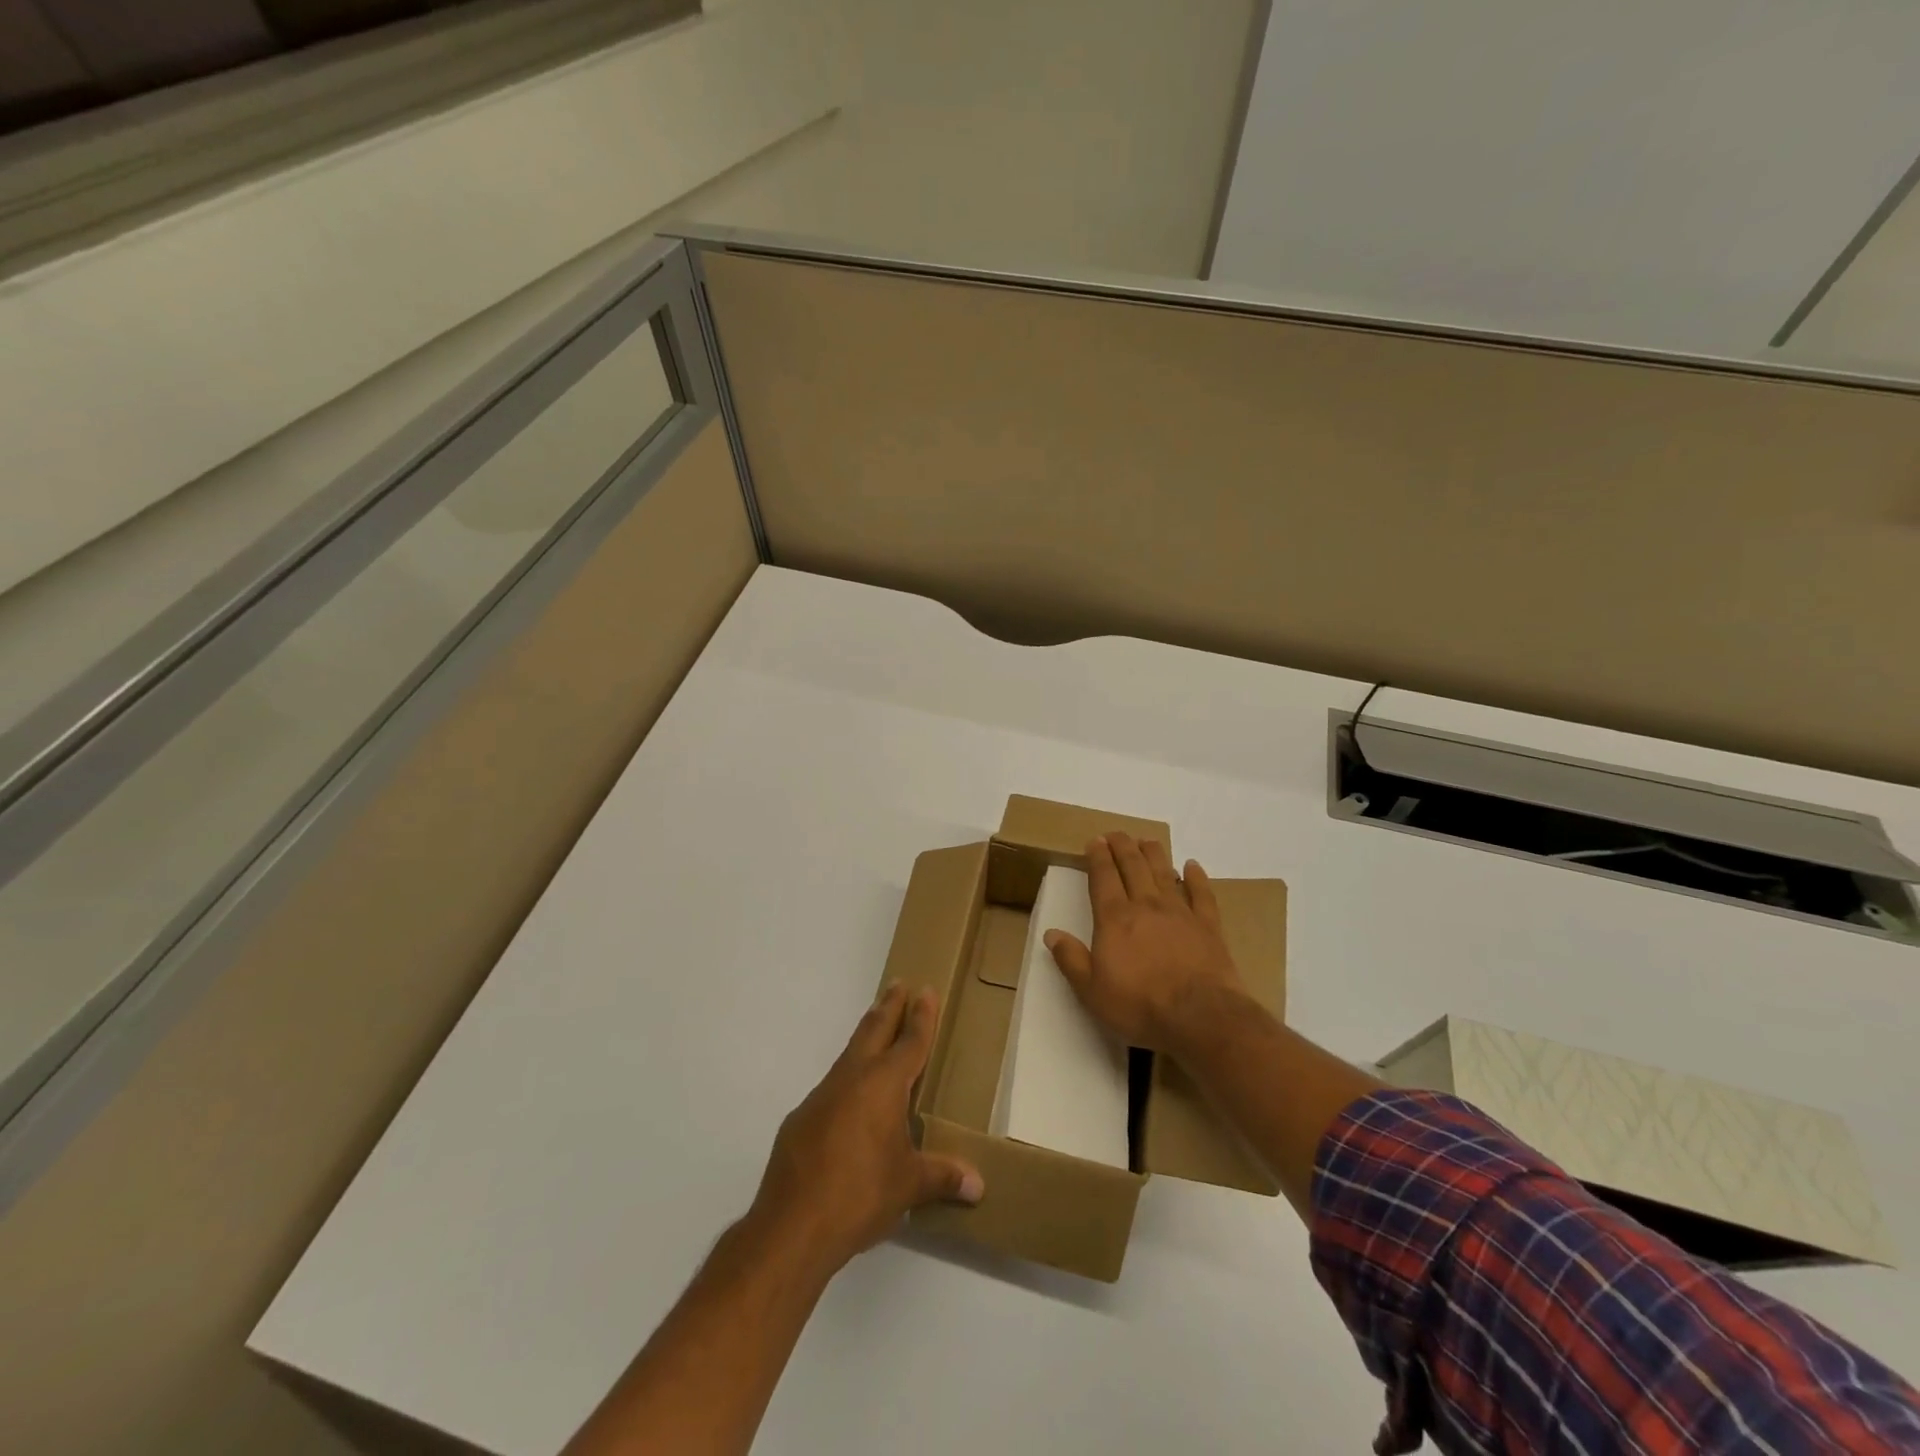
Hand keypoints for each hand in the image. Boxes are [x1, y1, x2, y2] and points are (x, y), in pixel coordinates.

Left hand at [750, 984, 982, 1277]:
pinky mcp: (801, 1119)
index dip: (921, 1016)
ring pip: (849, 1054)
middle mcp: (853, 1078)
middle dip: (889, 1006)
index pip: (910, 1041)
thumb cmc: (861, 1195)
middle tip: (898, 984)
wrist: (792, 1225)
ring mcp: (822, 1096)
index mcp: (884, 1085)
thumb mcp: (909, 1186)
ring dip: (866, 1037)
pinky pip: (832, 1086)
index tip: (925, 990)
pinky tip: (849, 1099)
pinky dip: (847, 1078)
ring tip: (876, 1028)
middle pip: (874, 1030)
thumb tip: (978, 1186)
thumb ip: (942, 1178)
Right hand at [1045, 833, 1248, 1053]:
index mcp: (1115, 919)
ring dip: (1154, 854)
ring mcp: (1180, 913)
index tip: (1095, 841)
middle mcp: (1146, 906)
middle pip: (1133, 867)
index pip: (1104, 878)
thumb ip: (1071, 959)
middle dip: (1123, 847)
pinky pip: (1202, 894)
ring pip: (1165, 873)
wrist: (1200, 1016)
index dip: (1098, 857)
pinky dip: (1197, 877)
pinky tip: (1193, 865)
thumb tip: (1051, 933)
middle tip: (1116, 833)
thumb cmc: (1140, 1005)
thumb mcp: (1092, 991)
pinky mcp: (1208, 927)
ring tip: (1146, 840)